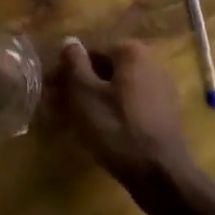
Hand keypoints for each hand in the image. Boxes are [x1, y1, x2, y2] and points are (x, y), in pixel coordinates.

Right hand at [59, 38, 192, 186]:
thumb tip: (69, 40)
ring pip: (115, 90)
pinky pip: (129, 106)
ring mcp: (161, 91)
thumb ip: (74, 62)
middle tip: (56, 105)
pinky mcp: (164, 115)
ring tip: (70, 121)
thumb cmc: (115, 127)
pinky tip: (95, 131)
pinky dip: (111, 113)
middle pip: (104, 71)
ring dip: (92, 100)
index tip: (51, 89)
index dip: (67, 71)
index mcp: (132, 53)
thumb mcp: (84, 92)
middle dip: (79, 85)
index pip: (90, 53)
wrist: (159, 173)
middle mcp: (151, 64)